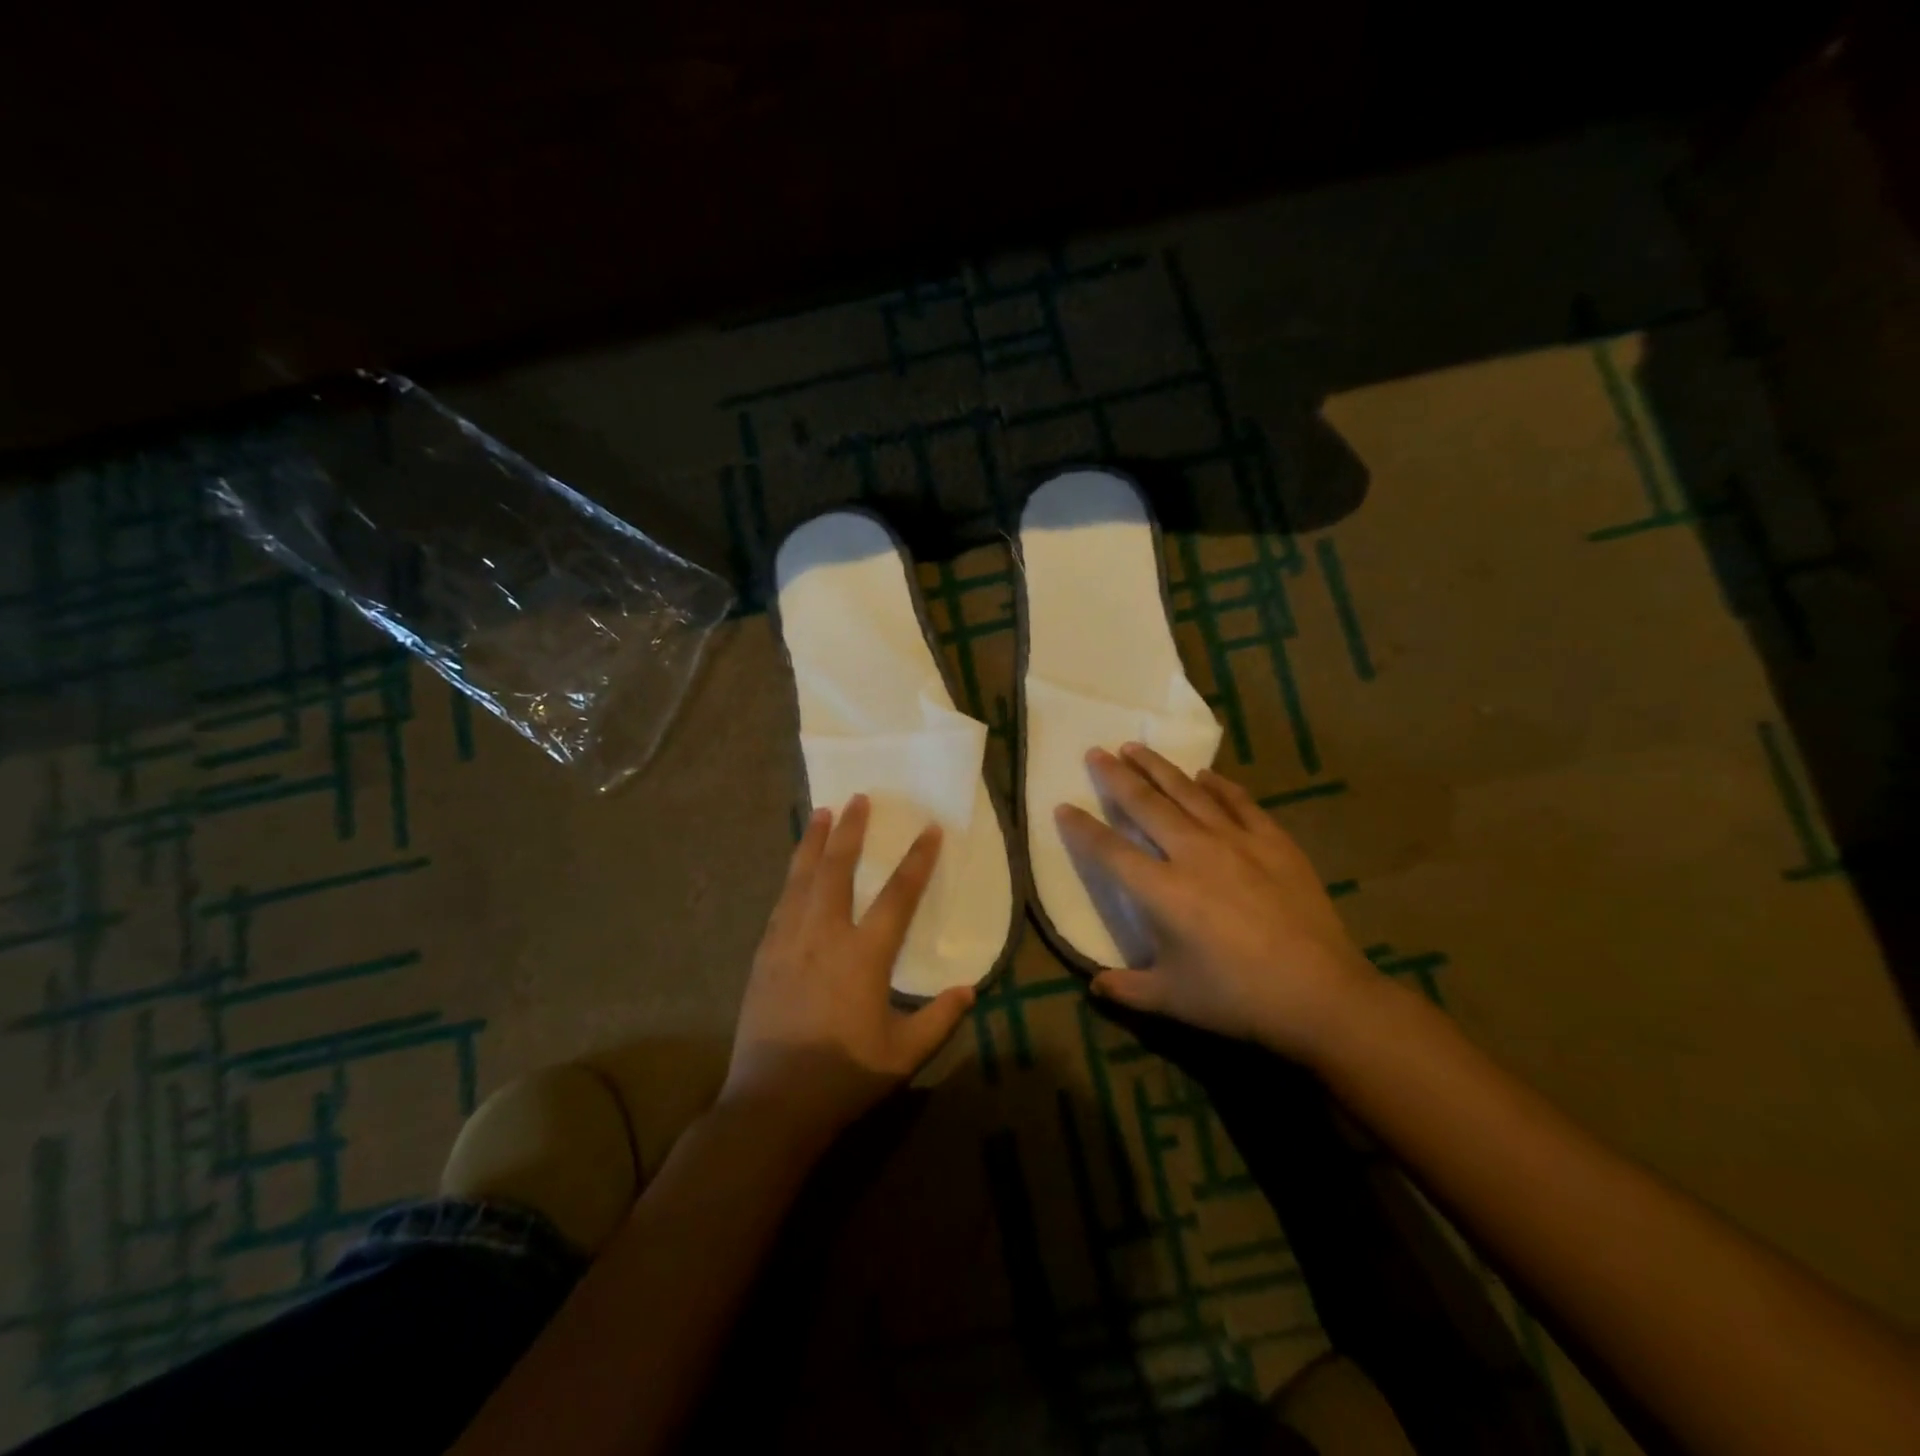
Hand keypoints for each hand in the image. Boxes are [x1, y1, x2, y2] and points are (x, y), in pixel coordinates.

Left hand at [722, 795, 975, 1148]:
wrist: (772, 1103)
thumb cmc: (843, 1078)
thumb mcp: (903, 1055)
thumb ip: (939, 1019)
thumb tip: (968, 989)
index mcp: (863, 956)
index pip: (897, 896)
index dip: (917, 861)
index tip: (929, 830)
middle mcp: (824, 937)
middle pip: (837, 870)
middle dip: (851, 832)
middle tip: (859, 798)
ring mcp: (788, 943)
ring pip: (801, 879)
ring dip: (814, 843)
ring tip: (822, 813)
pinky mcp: (764, 956)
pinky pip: (780, 904)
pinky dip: (791, 877)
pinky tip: (795, 869)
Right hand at [1056, 744, 1374, 1061]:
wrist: (1321, 994)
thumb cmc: (1237, 999)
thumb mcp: (1171, 1000)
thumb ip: (1126, 989)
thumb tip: (1094, 985)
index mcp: (1161, 891)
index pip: (1109, 850)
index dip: (1082, 828)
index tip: (1063, 806)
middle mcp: (1192, 854)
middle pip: (1145, 805)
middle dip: (1116, 777)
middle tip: (1096, 752)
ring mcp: (1236, 841)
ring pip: (1187, 793)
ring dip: (1158, 768)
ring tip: (1136, 747)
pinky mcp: (1273, 841)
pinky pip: (1239, 802)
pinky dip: (1218, 786)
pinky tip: (1205, 775)